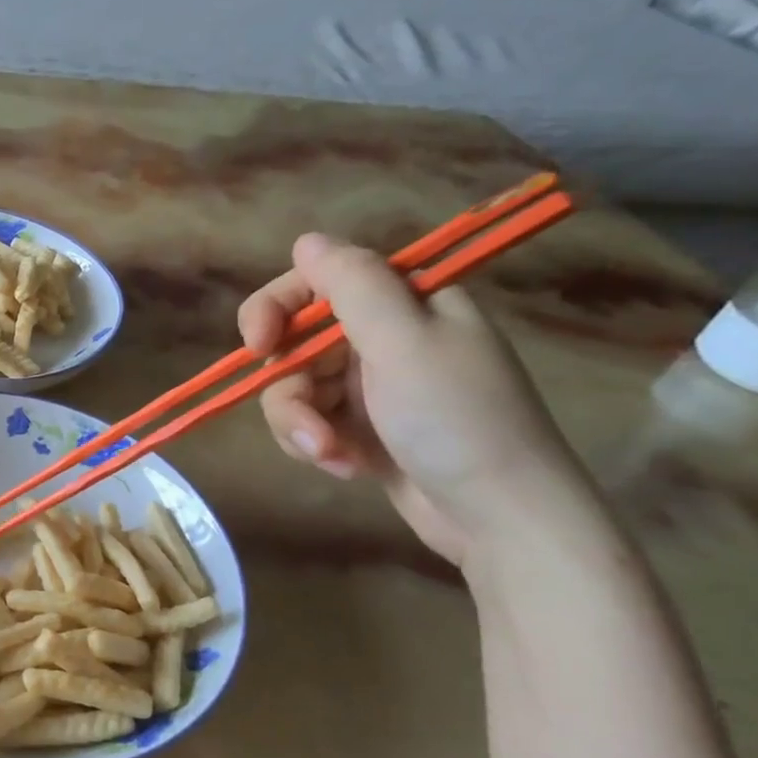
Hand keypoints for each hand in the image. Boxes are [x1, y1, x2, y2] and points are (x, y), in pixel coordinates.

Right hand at [238, 233, 585, 563]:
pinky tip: (345, 467)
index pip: (318, 282)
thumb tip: (307, 239)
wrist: (500, 518)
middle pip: (296, 343)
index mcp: (404, 303)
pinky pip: (310, 421)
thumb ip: (352, 285)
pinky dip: (317, 445)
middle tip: (306, 424)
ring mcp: (372, 385)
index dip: (277, 308)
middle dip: (292, 388)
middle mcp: (385, 337)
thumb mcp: (404, 343)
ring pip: (295, 388)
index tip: (258, 345)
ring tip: (330, 455)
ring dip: (302, 425)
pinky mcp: (362, 428)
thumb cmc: (457, 420)